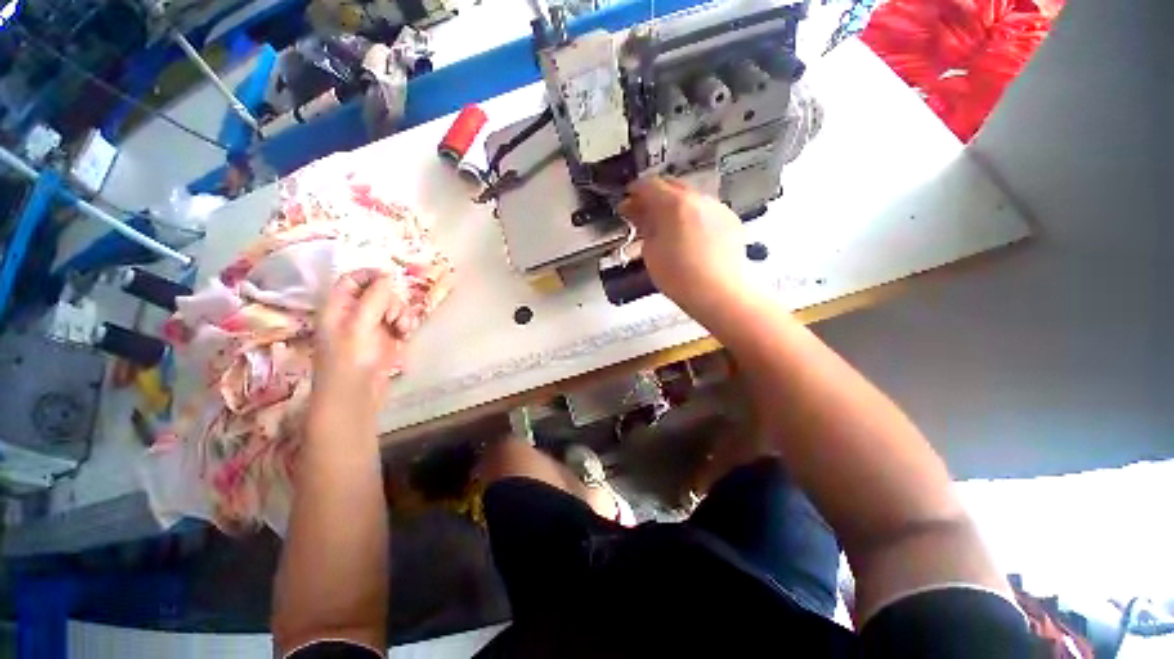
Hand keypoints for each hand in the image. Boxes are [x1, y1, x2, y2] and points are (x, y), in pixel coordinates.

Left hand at [313, 270, 404, 409]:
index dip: (371, 276)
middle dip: (393, 301)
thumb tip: (388, 275)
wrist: (356, 396)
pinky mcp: (385, 340)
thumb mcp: (360, 325)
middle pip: (378, 293)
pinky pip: (399, 323)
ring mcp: (371, 328)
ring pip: (393, 308)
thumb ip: (374, 298)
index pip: (353, 279)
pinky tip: (406, 334)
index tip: (392, 279)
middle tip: (395, 317)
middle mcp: (354, 314)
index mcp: (338, 307)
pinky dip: (405, 326)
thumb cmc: (350, 361)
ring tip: (404, 329)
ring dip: (403, 314)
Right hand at [618, 177, 749, 318]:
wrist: (718, 293)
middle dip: (655, 197)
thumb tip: (641, 215)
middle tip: (643, 214)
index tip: (627, 202)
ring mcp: (717, 208)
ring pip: (690, 198)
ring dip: (675, 207)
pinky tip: (690, 236)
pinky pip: (706, 211)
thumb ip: (645, 227)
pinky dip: (693, 217)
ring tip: (667, 228)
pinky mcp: (731, 220)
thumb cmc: (678, 276)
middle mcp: (698, 198)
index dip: (634, 192)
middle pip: (671, 186)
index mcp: (674, 204)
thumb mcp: (651, 252)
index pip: (648, 185)